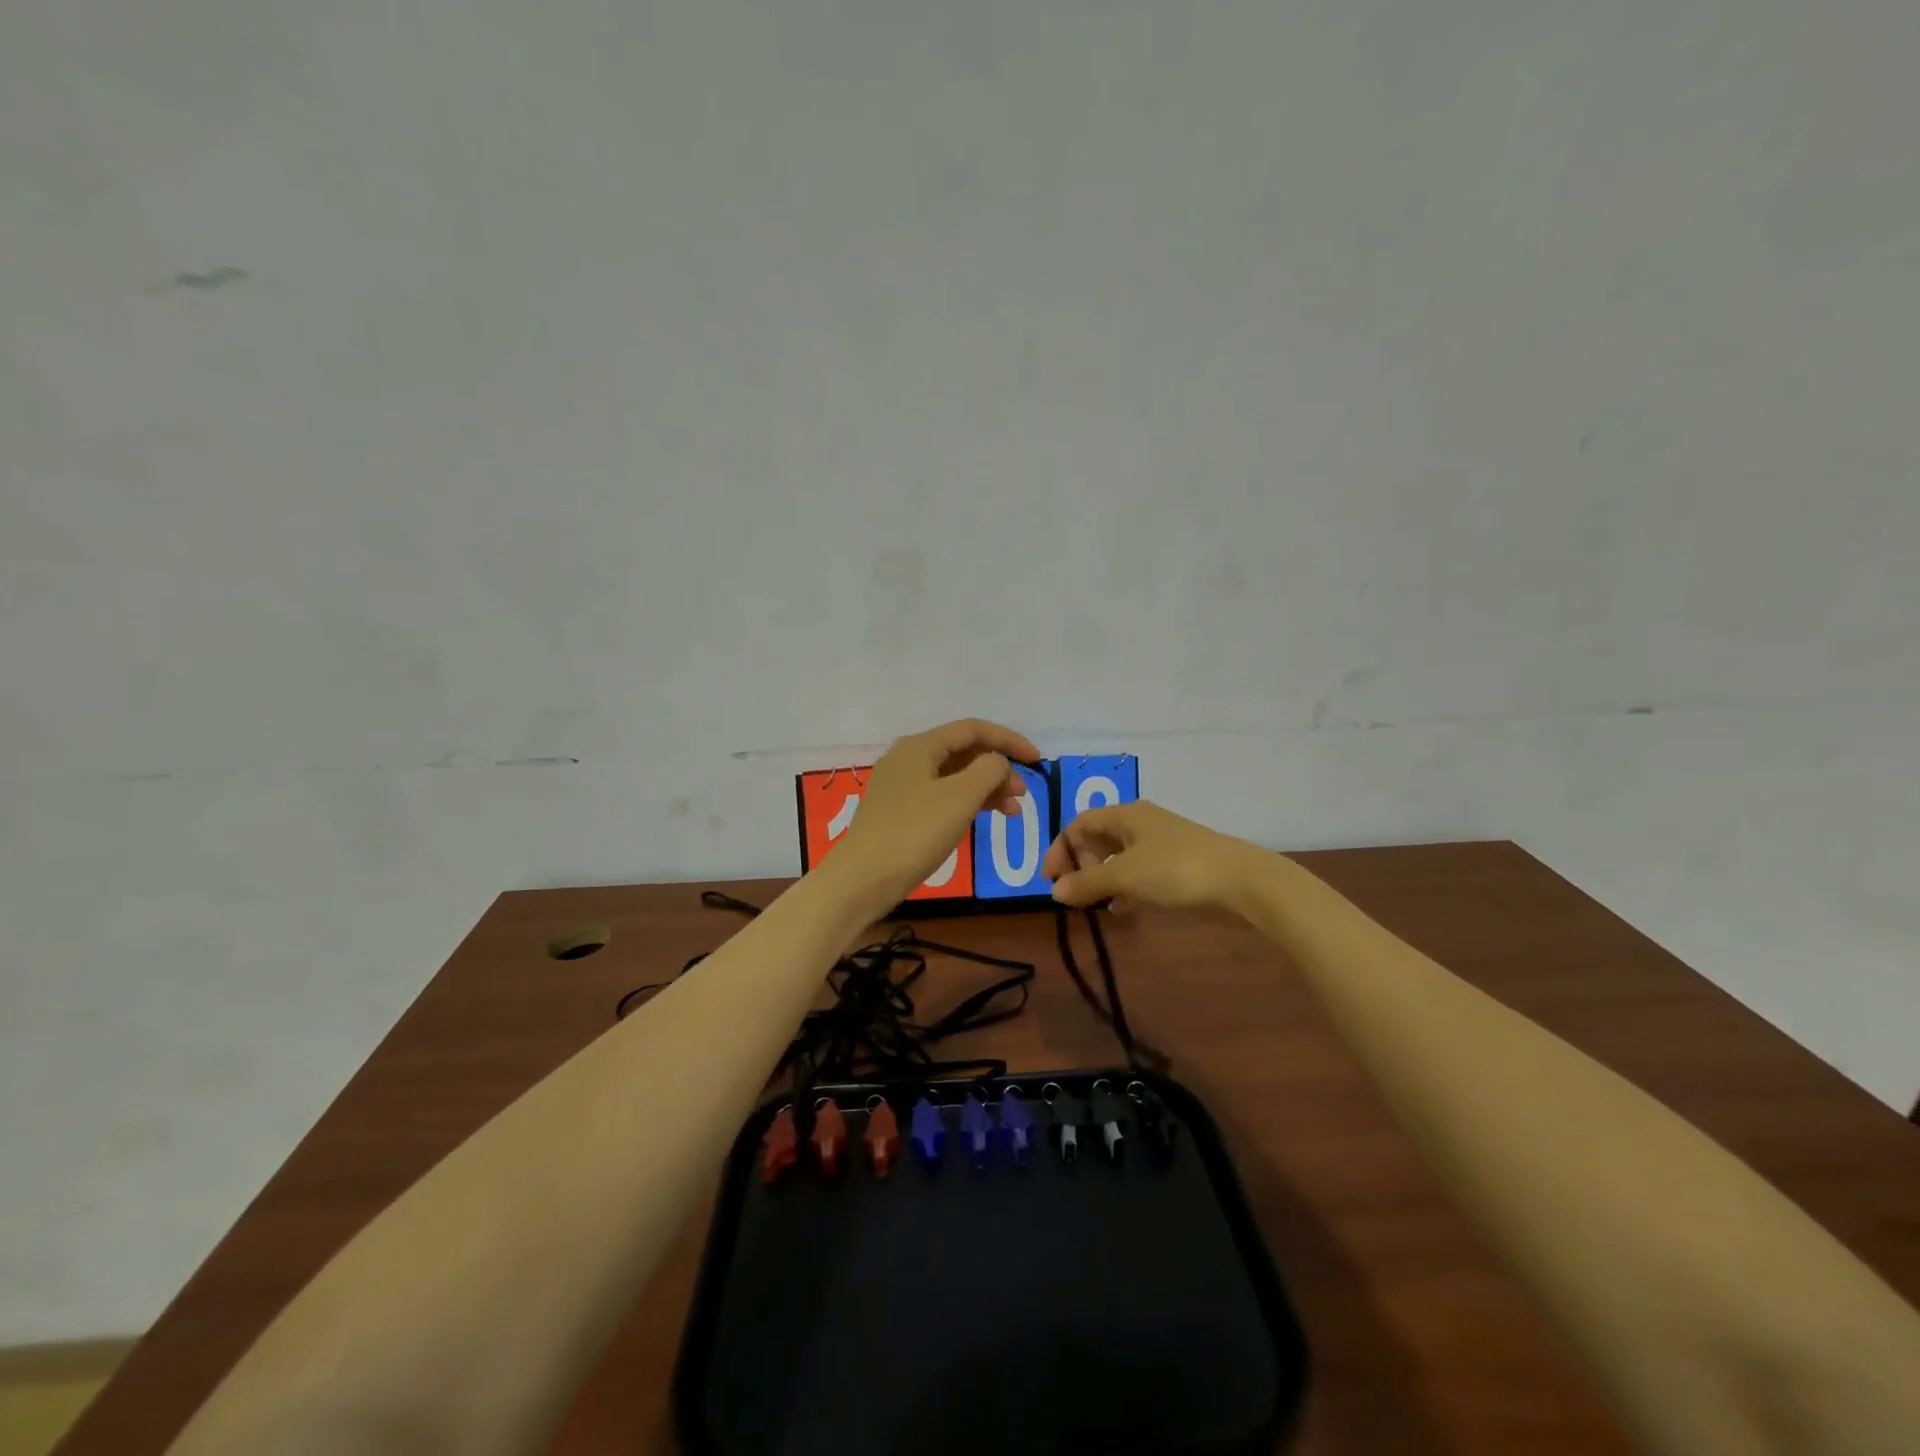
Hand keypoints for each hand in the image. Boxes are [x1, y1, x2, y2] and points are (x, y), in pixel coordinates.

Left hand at [829, 719, 1041, 908]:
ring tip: (1011, 812)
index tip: (1038, 760)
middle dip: (998, 768)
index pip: (973, 730)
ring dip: (986, 788)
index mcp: (920, 746)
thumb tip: (997, 763)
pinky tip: (983, 819)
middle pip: (963, 752)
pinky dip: (966, 803)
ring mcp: (901, 785)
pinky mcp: (899, 811)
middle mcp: (908, 758)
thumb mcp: (960, 797)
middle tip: (1023, 794)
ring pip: (954, 776)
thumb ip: (988, 770)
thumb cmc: (915, 833)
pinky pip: (942, 795)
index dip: (1009, 740)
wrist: (863, 879)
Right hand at [1043, 800, 1261, 913]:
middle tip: (1074, 893)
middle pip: (1097, 838)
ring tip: (1096, 904)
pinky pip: (1139, 870)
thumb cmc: (1175, 869)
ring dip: (1102, 878)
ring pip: (1119, 856)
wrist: (1240, 880)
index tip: (1050, 880)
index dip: (1060, 849)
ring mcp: (1161, 842)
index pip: (1079, 824)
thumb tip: (1054, 891)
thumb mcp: (1125, 875)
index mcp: (1125, 814)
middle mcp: (1140, 822)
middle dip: (1080, 865)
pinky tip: (1125, 908)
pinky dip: (1125, 886)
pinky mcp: (1177, 863)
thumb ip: (1087, 882)